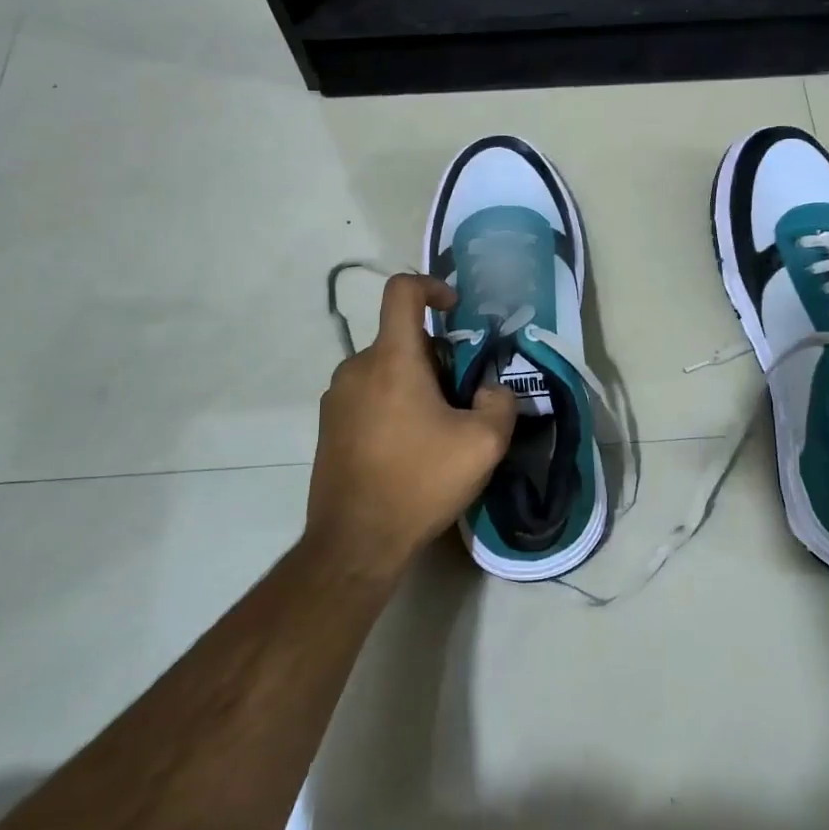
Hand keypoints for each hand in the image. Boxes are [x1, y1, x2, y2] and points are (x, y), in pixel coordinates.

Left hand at [307, 273, 518, 577]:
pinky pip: (368, 395)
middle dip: (437, 357)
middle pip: (401, 338)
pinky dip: (393, 404)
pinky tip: (409, 448)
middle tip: (462, 396)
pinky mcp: (328, 426)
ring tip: (438, 428)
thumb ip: (500, 402)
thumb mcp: (484, 444)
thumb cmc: (419, 482)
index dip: (433, 286)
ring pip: (385, 369)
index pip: (402, 291)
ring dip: (415, 383)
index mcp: (391, 359)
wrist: (355, 542)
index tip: (456, 311)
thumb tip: (489, 390)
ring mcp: (336, 397)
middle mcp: (356, 367)